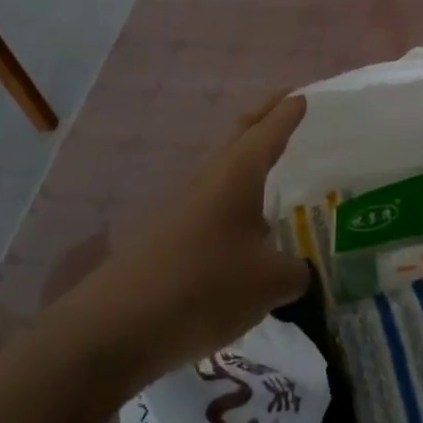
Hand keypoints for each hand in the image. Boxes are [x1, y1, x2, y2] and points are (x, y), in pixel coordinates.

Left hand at [62, 93, 312, 386]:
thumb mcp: (269, 283)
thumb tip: (300, 271)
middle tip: (288, 104)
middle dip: (265, 116)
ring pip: (223, 167)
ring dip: (247, 156)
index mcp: (237, 175)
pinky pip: (211, 201)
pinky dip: (233, 196)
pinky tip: (244, 222)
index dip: (289, 112)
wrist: (116, 328)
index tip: (307, 94)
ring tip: (272, 161)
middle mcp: (209, 180)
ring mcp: (184, 207)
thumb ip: (296, 272)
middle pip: (240, 135)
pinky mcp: (169, 236)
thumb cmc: (203, 288)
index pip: (270, 131)